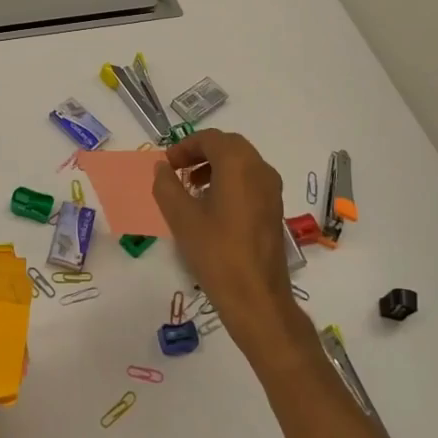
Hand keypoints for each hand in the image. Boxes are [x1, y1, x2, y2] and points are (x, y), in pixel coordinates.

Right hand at [151, 130, 298, 352]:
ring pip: (242, 163)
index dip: (185, 146)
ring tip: (192, 189)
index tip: (167, 165)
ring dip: (215, 166)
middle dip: (201, 153)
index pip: (210, 139)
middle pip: (229, 146)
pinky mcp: (275, 209)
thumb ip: (167, 186)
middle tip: (178, 171)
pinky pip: (250, 181)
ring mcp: (272, 190)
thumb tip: (162, 168)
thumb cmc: (216, 253)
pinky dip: (230, 181)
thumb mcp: (181, 218)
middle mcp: (260, 169)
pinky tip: (212, 208)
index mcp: (239, 165)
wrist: (256, 298)